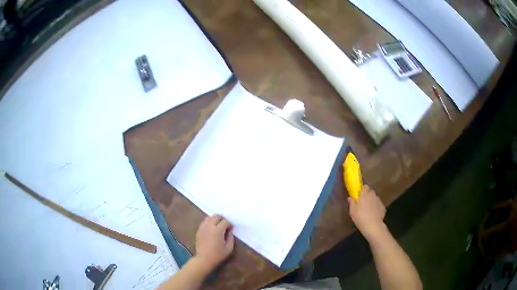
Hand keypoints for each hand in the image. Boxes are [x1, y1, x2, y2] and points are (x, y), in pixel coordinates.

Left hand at [195, 214, 234, 271]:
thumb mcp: (229, 248)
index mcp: (218, 230)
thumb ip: (231, 237)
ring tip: (218, 226)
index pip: (225, 221)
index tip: (231, 229)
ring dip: (215, 219)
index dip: (230, 224)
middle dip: (222, 219)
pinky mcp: (199, 230)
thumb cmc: (218, 254)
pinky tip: (212, 229)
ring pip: (209, 217)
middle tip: (225, 225)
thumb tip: (230, 230)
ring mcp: (203, 227)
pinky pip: (204, 222)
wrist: (204, 259)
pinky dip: (209, 222)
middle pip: (216, 216)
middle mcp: (209, 226)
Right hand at [348, 185, 386, 240]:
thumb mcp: (352, 212)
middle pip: (370, 192)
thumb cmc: (360, 218)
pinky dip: (376, 207)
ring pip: (375, 198)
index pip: (365, 187)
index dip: (362, 190)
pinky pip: (378, 204)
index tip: (359, 195)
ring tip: (369, 209)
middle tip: (363, 203)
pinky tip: (374, 214)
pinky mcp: (383, 206)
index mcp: (364, 195)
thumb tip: (350, 197)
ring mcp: (379, 201)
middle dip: (367, 195)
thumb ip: (351, 203)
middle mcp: (373, 195)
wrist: (373, 226)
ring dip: (372, 201)